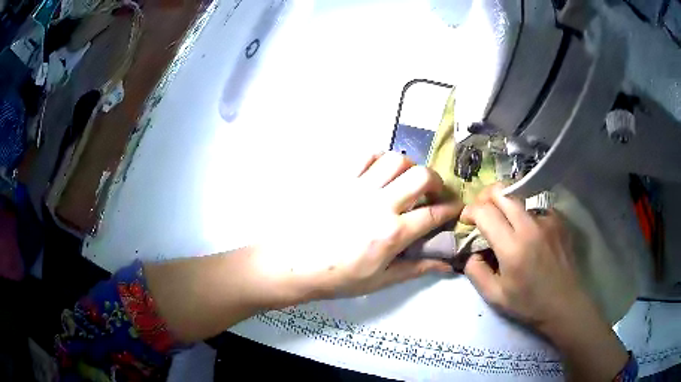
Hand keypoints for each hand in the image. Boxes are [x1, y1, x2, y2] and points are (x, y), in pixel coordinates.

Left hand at [253, 152, 461, 304]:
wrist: (294, 264)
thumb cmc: (338, 278)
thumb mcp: (380, 281)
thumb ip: (415, 269)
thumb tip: (445, 264)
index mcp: (392, 233)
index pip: (433, 214)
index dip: (450, 209)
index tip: (455, 208)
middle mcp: (380, 204)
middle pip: (421, 176)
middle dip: (436, 181)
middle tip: (433, 192)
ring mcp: (358, 187)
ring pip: (395, 159)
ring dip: (409, 168)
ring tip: (405, 181)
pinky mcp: (338, 178)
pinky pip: (365, 156)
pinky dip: (379, 159)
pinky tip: (379, 172)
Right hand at [461, 185, 628, 380]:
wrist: (564, 303)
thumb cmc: (528, 304)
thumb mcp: (494, 296)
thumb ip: (475, 271)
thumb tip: (471, 251)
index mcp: (512, 248)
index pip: (485, 212)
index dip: (471, 211)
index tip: (467, 219)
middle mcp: (530, 227)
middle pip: (502, 192)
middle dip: (486, 196)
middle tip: (482, 210)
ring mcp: (547, 220)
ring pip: (519, 196)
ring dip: (506, 203)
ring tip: (504, 220)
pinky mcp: (559, 220)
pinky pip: (536, 207)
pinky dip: (526, 214)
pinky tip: (528, 231)